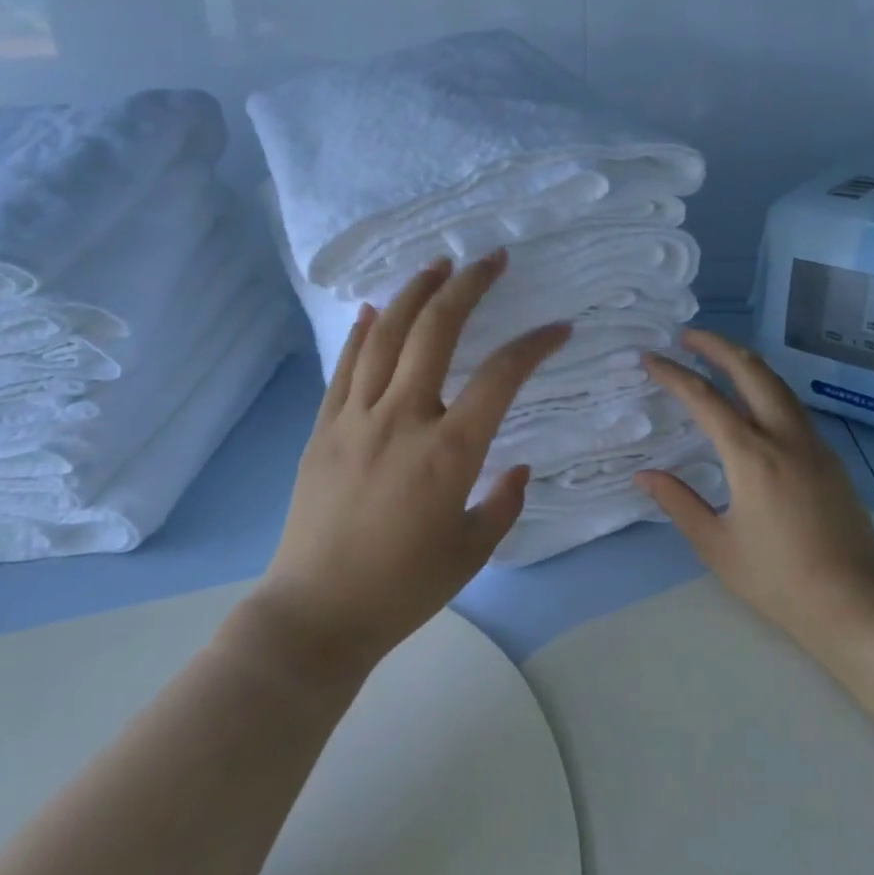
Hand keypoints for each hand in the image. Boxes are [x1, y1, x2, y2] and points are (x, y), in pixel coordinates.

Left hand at [253, 252, 569, 672]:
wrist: (315, 614)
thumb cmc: (402, 589)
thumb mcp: (472, 552)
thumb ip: (503, 502)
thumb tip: (516, 467)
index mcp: (448, 453)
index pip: (501, 377)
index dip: (534, 345)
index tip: (558, 328)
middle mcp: (402, 419)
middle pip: (436, 331)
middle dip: (468, 286)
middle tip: (491, 260)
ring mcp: (355, 418)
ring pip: (384, 335)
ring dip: (413, 292)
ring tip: (437, 265)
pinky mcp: (323, 428)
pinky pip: (344, 367)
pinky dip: (361, 332)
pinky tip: (371, 309)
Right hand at [637, 329, 873, 640]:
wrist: (853, 602)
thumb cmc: (777, 579)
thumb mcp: (716, 545)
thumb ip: (678, 503)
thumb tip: (644, 475)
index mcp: (751, 457)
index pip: (705, 400)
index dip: (674, 375)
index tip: (651, 358)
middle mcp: (784, 438)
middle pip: (752, 371)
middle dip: (718, 346)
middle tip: (688, 336)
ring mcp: (813, 444)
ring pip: (778, 385)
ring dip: (746, 363)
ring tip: (719, 357)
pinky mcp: (830, 457)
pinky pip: (793, 408)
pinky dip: (767, 389)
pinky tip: (754, 402)